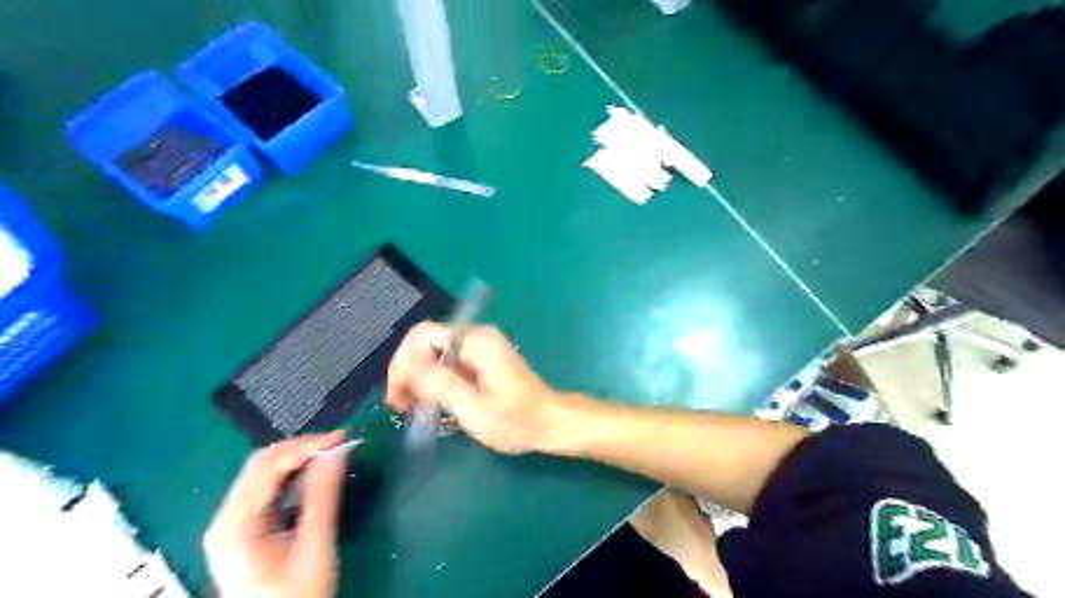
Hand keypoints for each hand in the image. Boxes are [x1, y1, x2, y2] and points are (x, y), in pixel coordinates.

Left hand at [204, 435, 346, 596]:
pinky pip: (266, 486)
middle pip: (261, 464)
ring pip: (263, 472)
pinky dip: (291, 473)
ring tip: (331, 454)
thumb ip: (323, 498)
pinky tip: (313, 474)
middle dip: (302, 448)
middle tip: (339, 444)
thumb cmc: (297, 596)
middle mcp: (226, 520)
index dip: (305, 446)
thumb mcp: (315, 548)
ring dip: (297, 458)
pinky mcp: (243, 527)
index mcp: (236, 526)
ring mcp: (232, 524)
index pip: (268, 466)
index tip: (341, 438)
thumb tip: (337, 454)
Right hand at [387, 321, 568, 453]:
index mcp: (477, 342)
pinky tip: (432, 405)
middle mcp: (476, 337)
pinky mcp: (480, 360)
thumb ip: (441, 385)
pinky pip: (447, 363)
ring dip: (419, 380)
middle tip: (401, 407)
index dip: (403, 362)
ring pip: (434, 354)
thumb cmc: (518, 421)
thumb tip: (407, 362)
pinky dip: (435, 382)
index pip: (423, 335)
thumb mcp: (475, 410)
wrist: (550, 423)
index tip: (397, 396)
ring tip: (414, 410)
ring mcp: (479, 347)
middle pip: (426, 343)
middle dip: (408, 373)